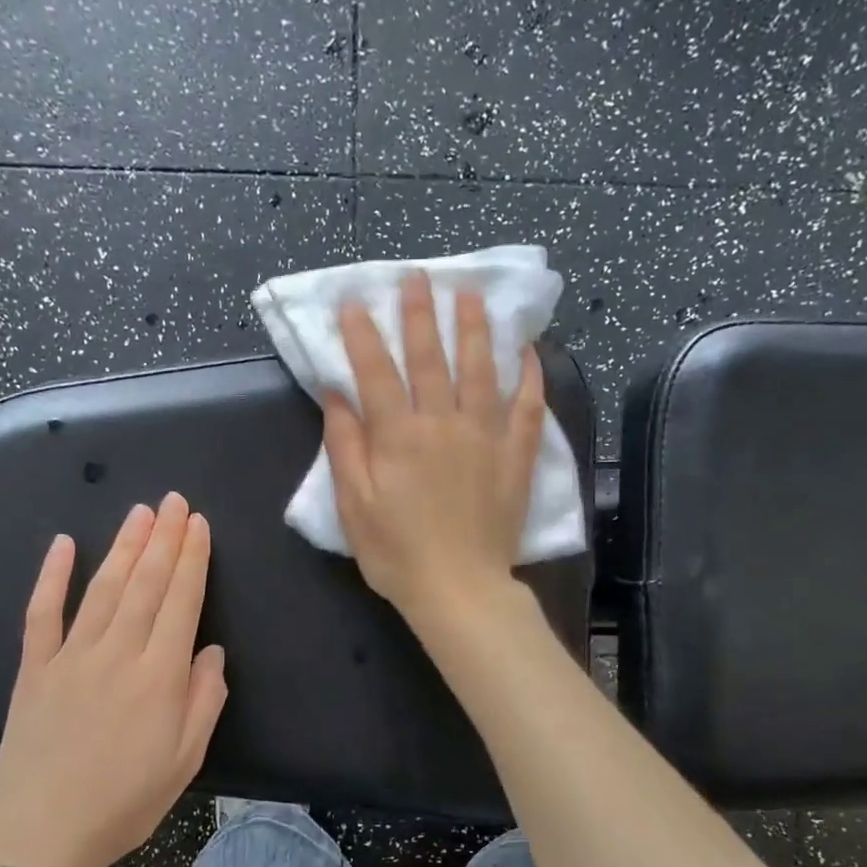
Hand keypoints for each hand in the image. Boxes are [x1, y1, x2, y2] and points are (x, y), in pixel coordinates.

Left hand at [0, 494, 227, 866]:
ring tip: (139, 512)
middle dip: (163, 538)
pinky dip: (52, 576)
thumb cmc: (125, 801)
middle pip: (144, 584)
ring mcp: (71, 656)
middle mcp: (117, 653)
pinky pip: (42, 612)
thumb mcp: (186, 759)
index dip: (191, 559)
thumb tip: (210, 651)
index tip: (198, 524)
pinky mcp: (34, 667)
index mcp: (159, 675)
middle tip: (173, 500)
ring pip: (102, 588)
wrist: (42, 833)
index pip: (181, 602)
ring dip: (122, 546)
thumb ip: (204, 699)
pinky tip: (62, 544)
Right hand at [322, 269, 545, 626]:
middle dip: (420, 315)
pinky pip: (528, 407)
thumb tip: (336, 395)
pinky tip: (527, 350)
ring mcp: (485, 436)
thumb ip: (345, 446)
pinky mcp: (515, 456)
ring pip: (481, 370)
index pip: (376, 372)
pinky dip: (529, 375)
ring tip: (470, 293)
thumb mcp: (353, 506)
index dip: (364, 335)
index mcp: (398, 436)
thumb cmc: (396, 554)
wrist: (459, 589)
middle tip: (418, 277)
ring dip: (474, 328)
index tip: (355, 302)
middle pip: (430, 358)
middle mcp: (443, 424)